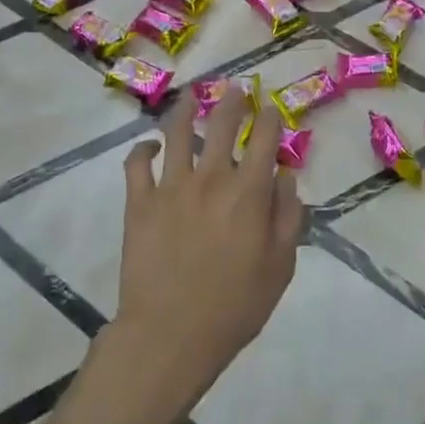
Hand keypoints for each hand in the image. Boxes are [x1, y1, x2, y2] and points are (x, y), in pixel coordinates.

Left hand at [112, 87, 304, 416]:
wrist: (170, 335)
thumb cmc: (234, 306)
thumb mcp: (280, 267)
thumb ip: (288, 216)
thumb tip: (285, 177)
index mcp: (248, 192)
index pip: (263, 139)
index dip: (269, 118)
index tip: (270, 108)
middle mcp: (210, 178)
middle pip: (222, 125)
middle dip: (233, 101)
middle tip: (236, 87)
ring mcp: (170, 187)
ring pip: (177, 133)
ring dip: (186, 109)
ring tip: (191, 96)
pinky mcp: (139, 203)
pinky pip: (137, 164)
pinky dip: (143, 149)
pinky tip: (150, 146)